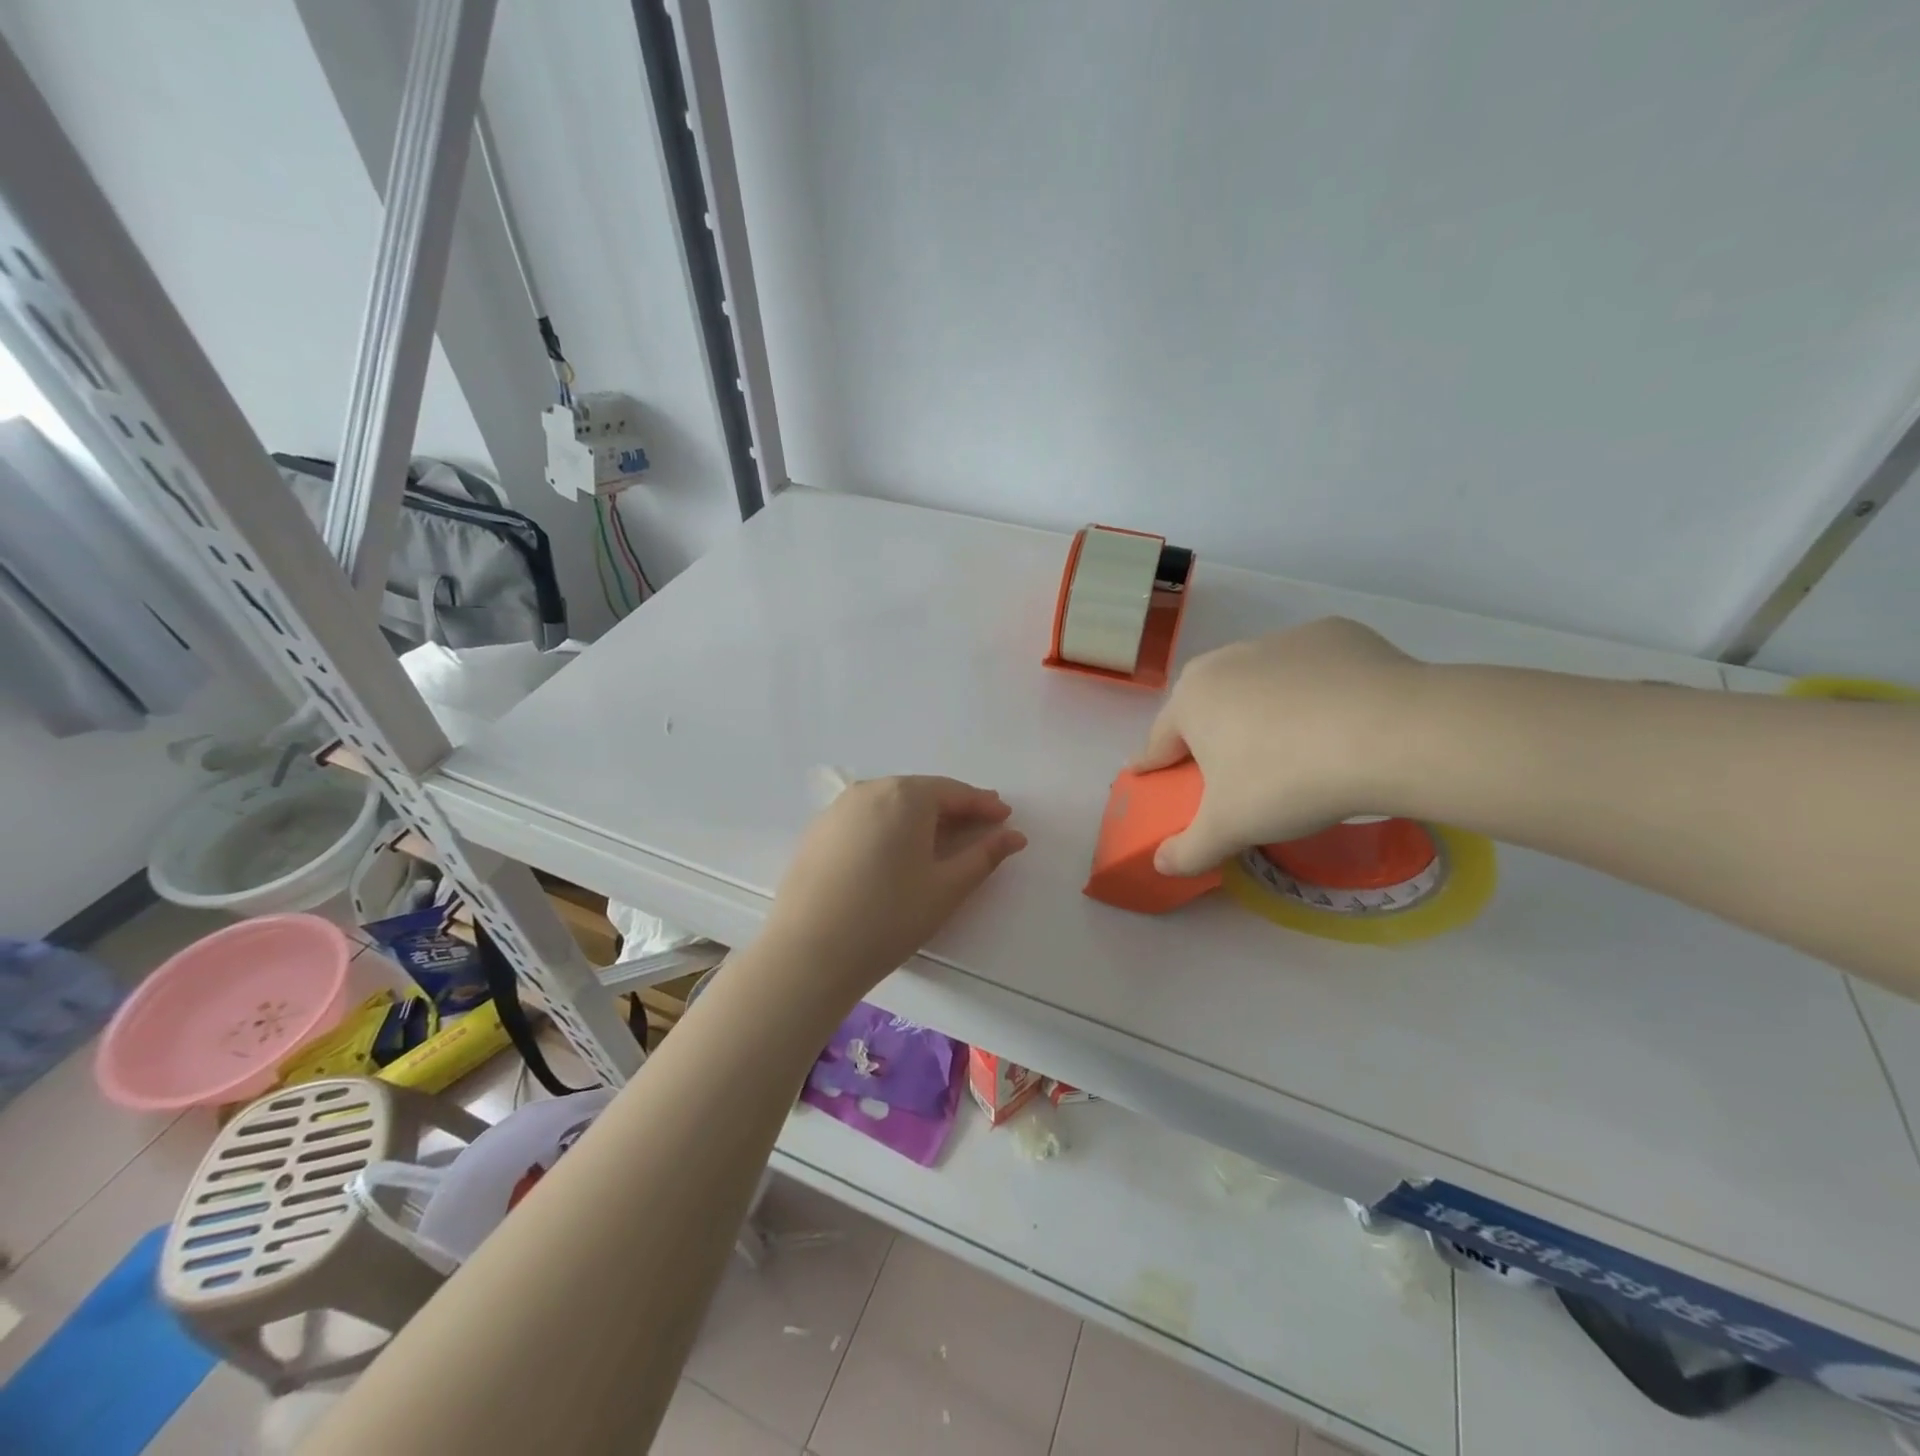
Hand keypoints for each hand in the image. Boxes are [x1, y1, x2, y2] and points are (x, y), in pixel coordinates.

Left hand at [760, 776, 1027, 999]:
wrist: (809, 952)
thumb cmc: (889, 917)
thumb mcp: (946, 888)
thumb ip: (984, 856)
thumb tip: (1014, 836)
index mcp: (905, 796)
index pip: (954, 792)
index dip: (983, 805)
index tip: (1005, 817)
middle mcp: (869, 790)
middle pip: (921, 793)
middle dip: (953, 807)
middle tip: (979, 825)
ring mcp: (838, 809)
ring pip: (891, 803)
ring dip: (920, 816)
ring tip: (941, 838)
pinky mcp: (818, 832)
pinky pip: (865, 818)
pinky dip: (889, 827)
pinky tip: (895, 851)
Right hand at [1133, 618, 1424, 874]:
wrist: (1391, 734)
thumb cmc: (1287, 780)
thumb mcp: (1230, 828)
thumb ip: (1188, 850)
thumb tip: (1162, 864)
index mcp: (1191, 699)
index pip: (1160, 739)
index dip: (1155, 764)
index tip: (1152, 776)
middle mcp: (1227, 659)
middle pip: (1208, 705)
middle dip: (1211, 735)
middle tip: (1231, 772)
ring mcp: (1282, 641)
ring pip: (1259, 683)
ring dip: (1263, 710)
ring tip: (1294, 748)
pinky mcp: (1335, 634)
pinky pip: (1311, 670)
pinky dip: (1316, 691)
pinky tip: (1341, 720)